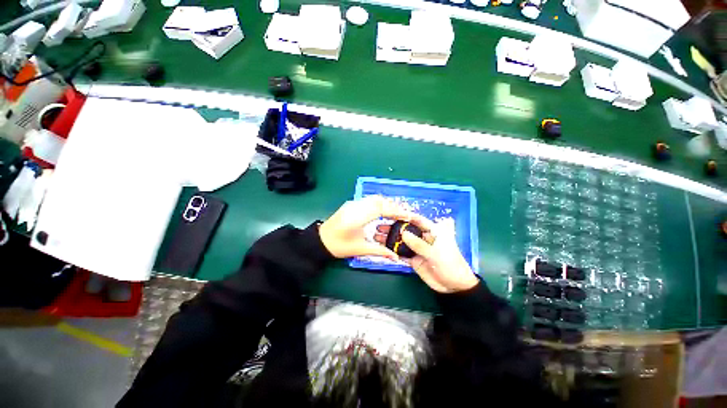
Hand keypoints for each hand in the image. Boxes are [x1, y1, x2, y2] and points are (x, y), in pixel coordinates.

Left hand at [319, 196, 423, 260]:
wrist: (320, 241)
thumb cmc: (338, 246)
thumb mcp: (359, 249)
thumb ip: (379, 251)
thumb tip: (395, 257)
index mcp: (356, 218)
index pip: (380, 209)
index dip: (395, 211)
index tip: (407, 216)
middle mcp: (355, 207)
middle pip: (378, 200)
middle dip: (393, 206)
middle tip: (404, 215)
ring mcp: (352, 203)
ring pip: (374, 198)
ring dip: (387, 204)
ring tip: (396, 213)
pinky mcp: (351, 204)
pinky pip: (369, 200)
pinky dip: (380, 204)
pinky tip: (384, 211)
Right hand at [375, 218, 477, 292]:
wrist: (453, 286)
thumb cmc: (450, 264)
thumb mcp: (435, 253)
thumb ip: (419, 244)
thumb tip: (403, 233)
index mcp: (432, 232)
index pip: (418, 220)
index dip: (405, 216)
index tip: (391, 213)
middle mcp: (423, 238)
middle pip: (406, 230)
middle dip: (393, 227)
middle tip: (379, 226)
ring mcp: (417, 249)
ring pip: (402, 242)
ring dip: (390, 239)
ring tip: (377, 236)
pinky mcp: (413, 259)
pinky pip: (401, 253)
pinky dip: (393, 252)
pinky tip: (383, 249)